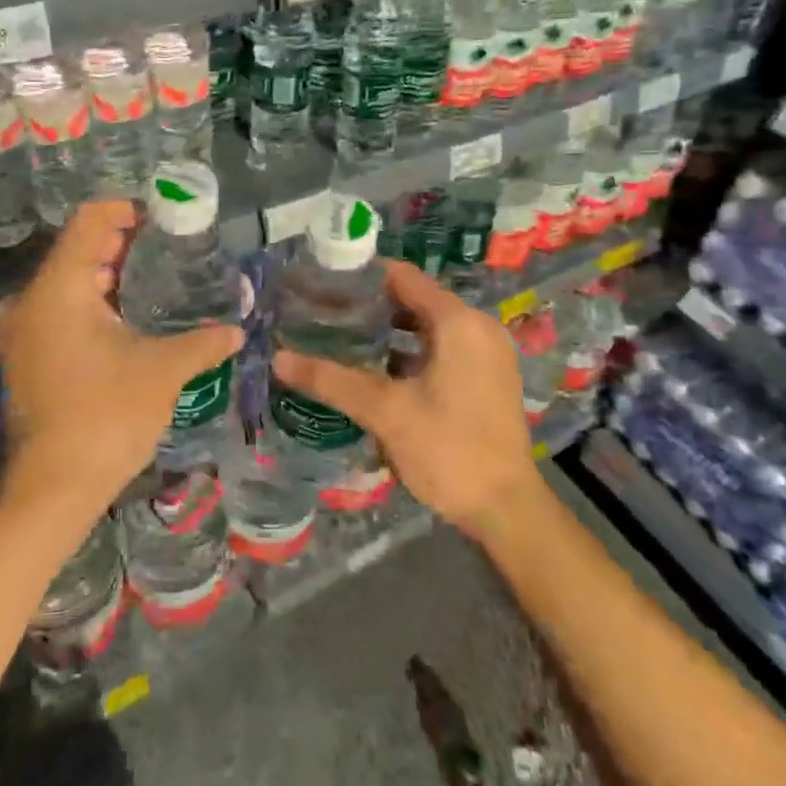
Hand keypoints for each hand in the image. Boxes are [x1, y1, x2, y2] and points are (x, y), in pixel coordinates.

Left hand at [0, 200, 242, 522]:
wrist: (53, 489)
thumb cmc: (107, 416)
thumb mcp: (162, 372)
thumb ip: (201, 343)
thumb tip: (237, 331)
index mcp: (59, 289)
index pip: (88, 222)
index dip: (125, 211)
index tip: (162, 219)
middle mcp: (31, 301)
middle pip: (77, 250)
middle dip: (122, 244)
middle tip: (169, 249)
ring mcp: (24, 332)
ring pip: (67, 282)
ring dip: (108, 275)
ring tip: (156, 280)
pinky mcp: (26, 357)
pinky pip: (60, 309)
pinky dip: (93, 303)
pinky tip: (129, 319)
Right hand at [272, 260, 541, 539]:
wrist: (507, 510)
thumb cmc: (448, 450)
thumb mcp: (385, 412)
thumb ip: (331, 380)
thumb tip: (278, 359)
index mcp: (457, 321)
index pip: (403, 276)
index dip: (362, 275)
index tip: (323, 281)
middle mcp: (477, 326)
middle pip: (416, 298)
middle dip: (371, 304)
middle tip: (325, 312)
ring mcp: (487, 352)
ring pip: (429, 324)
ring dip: (390, 328)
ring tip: (343, 337)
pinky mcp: (488, 377)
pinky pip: (444, 346)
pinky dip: (412, 348)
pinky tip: (378, 368)